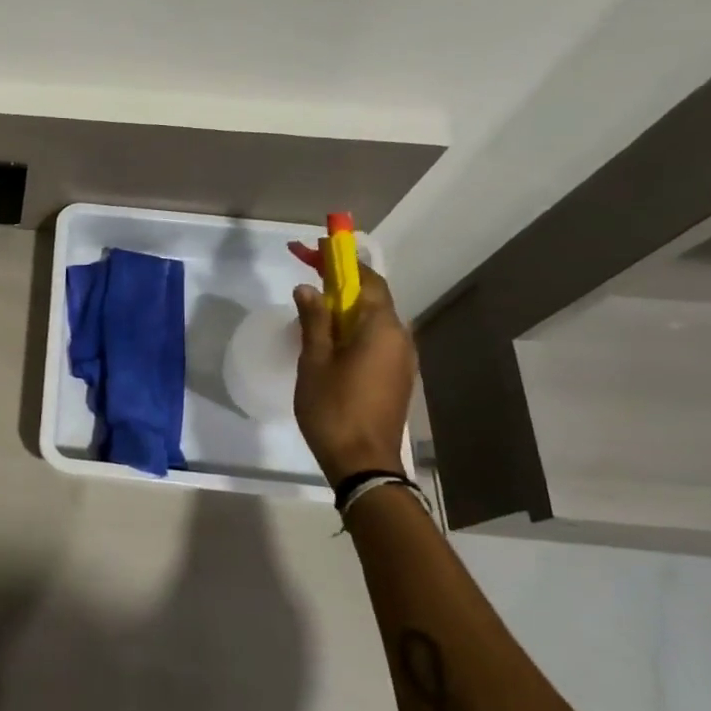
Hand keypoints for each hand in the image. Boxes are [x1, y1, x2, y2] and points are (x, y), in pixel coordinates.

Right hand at [288, 246, 415, 488]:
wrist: (363, 463)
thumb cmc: (334, 408)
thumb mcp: (314, 361)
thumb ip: (314, 321)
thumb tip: (309, 289)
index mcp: (381, 328)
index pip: (366, 279)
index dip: (340, 260)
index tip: (316, 247)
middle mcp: (400, 337)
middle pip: (373, 296)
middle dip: (343, 280)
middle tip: (310, 271)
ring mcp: (402, 359)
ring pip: (374, 319)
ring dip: (347, 305)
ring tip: (315, 304)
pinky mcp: (396, 376)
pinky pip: (376, 338)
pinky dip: (354, 327)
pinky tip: (330, 337)